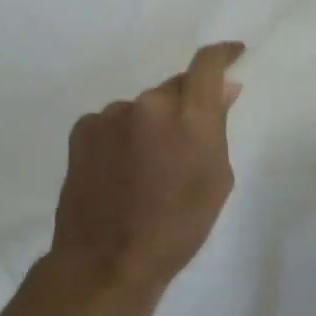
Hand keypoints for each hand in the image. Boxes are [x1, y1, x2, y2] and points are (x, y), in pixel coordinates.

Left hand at [49, 42, 244, 294]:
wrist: (106, 262)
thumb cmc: (177, 228)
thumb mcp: (216, 180)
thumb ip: (218, 128)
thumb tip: (223, 91)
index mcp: (190, 116)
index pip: (207, 64)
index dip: (223, 53)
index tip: (233, 55)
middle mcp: (150, 104)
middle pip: (174, 88)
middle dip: (184, 106)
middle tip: (185, 142)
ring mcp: (112, 115)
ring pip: (142, 107)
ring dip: (151, 125)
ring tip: (147, 168)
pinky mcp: (83, 129)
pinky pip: (113, 122)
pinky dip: (122, 137)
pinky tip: (119, 170)